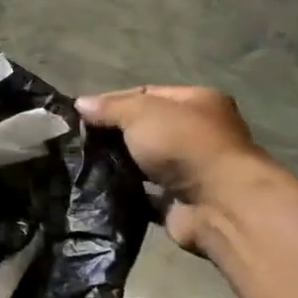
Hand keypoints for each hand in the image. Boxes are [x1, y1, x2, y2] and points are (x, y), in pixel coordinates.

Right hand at [77, 86, 269, 252]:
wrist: (218, 204)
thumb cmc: (183, 144)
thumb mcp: (140, 113)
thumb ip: (110, 108)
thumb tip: (80, 104)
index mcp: (196, 102)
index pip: (145, 94)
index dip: (112, 102)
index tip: (81, 115)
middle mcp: (197, 133)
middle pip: (145, 128)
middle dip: (113, 135)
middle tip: (79, 142)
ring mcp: (190, 169)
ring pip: (143, 162)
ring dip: (118, 165)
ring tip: (83, 166)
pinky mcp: (180, 201)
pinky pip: (144, 193)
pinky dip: (125, 192)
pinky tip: (99, 189)